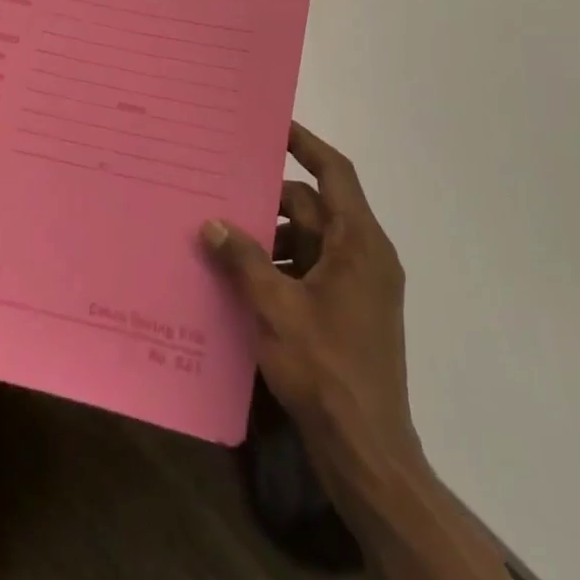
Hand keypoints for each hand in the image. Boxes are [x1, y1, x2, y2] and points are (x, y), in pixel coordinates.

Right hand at [204, 124, 415, 460]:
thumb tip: (213, 223)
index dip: (306, 144)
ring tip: (223, 235)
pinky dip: (280, 266)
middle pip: (314, 207)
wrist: (367, 453)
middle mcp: (365, 256)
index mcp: (358, 243)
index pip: (335, 173)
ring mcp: (358, 287)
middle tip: (224, 188)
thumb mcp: (276, 308)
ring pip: (310, 240)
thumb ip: (243, 260)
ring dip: (271, 236)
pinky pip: (310, 270)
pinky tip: (241, 277)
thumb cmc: (326, 370)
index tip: (272, 126)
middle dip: (271, 199)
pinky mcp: (347, 313)